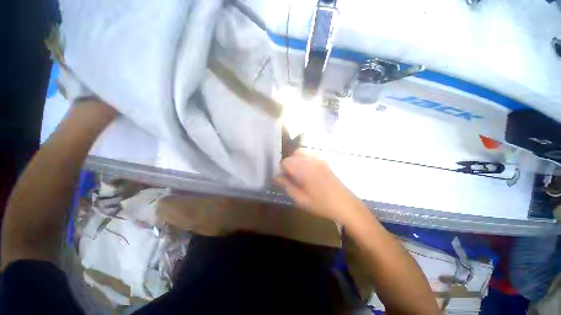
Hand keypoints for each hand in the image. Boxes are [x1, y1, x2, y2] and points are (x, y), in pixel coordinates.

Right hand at [274, 149, 362, 223]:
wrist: (345, 204)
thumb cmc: (322, 204)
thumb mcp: (301, 199)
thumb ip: (287, 186)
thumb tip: (275, 178)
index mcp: (304, 170)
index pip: (286, 162)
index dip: (282, 170)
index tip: (284, 180)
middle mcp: (311, 161)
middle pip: (292, 156)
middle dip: (288, 165)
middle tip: (291, 178)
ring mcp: (319, 159)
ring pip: (300, 152)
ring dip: (295, 160)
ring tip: (298, 173)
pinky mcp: (324, 161)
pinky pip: (310, 154)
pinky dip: (304, 158)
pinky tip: (307, 169)